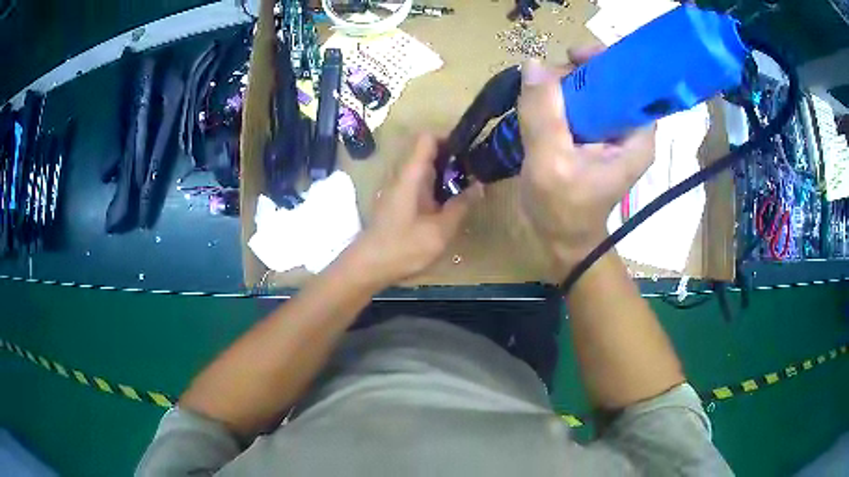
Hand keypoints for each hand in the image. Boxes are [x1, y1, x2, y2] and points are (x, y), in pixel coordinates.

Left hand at [353, 134, 481, 286]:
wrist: (369, 266)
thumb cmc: (403, 247)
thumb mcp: (440, 230)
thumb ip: (461, 205)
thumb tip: (479, 186)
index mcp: (412, 174)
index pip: (427, 138)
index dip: (449, 137)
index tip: (470, 150)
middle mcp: (403, 175)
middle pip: (428, 151)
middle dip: (453, 156)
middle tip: (476, 170)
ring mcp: (399, 187)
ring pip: (425, 168)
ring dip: (446, 172)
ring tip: (468, 185)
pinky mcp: (398, 200)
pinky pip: (420, 182)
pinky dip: (437, 185)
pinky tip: (450, 202)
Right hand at [517, 48, 654, 275]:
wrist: (562, 240)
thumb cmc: (563, 210)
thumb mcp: (551, 162)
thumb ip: (543, 112)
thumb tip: (533, 63)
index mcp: (637, 136)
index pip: (633, 82)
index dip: (605, 63)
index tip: (572, 57)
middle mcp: (630, 129)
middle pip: (609, 81)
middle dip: (577, 74)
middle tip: (547, 83)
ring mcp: (611, 132)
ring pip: (591, 89)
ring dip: (563, 85)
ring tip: (538, 98)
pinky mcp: (593, 136)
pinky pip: (578, 103)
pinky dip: (559, 98)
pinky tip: (541, 105)